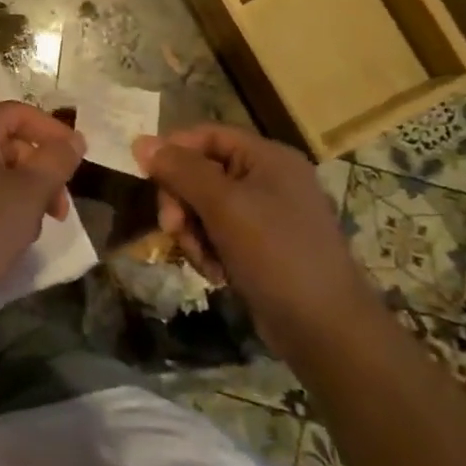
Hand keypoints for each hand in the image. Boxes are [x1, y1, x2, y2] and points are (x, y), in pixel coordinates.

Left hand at [0, 102, 85, 308]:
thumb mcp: (30, 192)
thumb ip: (57, 159)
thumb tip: (74, 138)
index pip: (19, 113)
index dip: (54, 133)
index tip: (77, 162)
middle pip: (5, 141)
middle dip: (39, 171)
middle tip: (59, 209)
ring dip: (20, 191)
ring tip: (31, 228)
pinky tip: (5, 234)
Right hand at [130, 124, 376, 346]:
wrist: (326, 330)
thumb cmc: (276, 255)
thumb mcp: (223, 205)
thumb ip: (181, 170)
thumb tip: (140, 141)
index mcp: (268, 157)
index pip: (206, 135)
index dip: (174, 151)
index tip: (147, 178)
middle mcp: (268, 179)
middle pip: (201, 172)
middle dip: (181, 201)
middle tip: (172, 229)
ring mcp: (267, 215)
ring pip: (204, 207)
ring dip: (192, 232)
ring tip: (203, 260)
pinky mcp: (262, 247)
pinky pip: (218, 234)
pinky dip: (209, 251)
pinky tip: (217, 274)